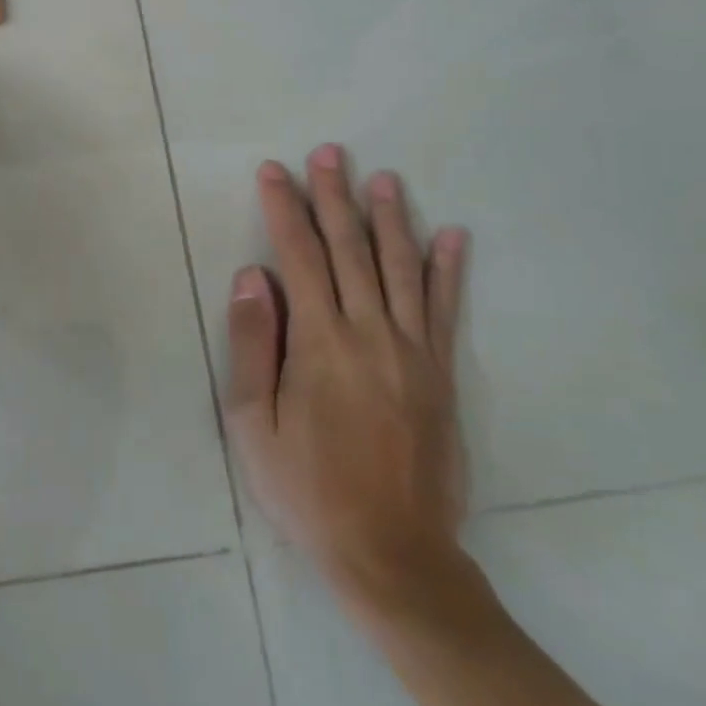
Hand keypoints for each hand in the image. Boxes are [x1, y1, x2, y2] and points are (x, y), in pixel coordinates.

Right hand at [224, 144, 470, 616]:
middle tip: (329, 152)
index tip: (273, 171)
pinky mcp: (441, 374)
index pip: (298, 257)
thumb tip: (252, 276)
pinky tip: (453, 236)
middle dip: (334, 197)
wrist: (391, 552)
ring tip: (383, 178)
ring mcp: (414, 352)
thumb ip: (254, 343)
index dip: (283, 209)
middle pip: (350, 250)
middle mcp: (371, 333)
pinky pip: (446, 311)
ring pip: (401, 269)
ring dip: (390, 219)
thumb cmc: (306, 487)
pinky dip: (449, 270)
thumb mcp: (254, 422)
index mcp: (320, 343)